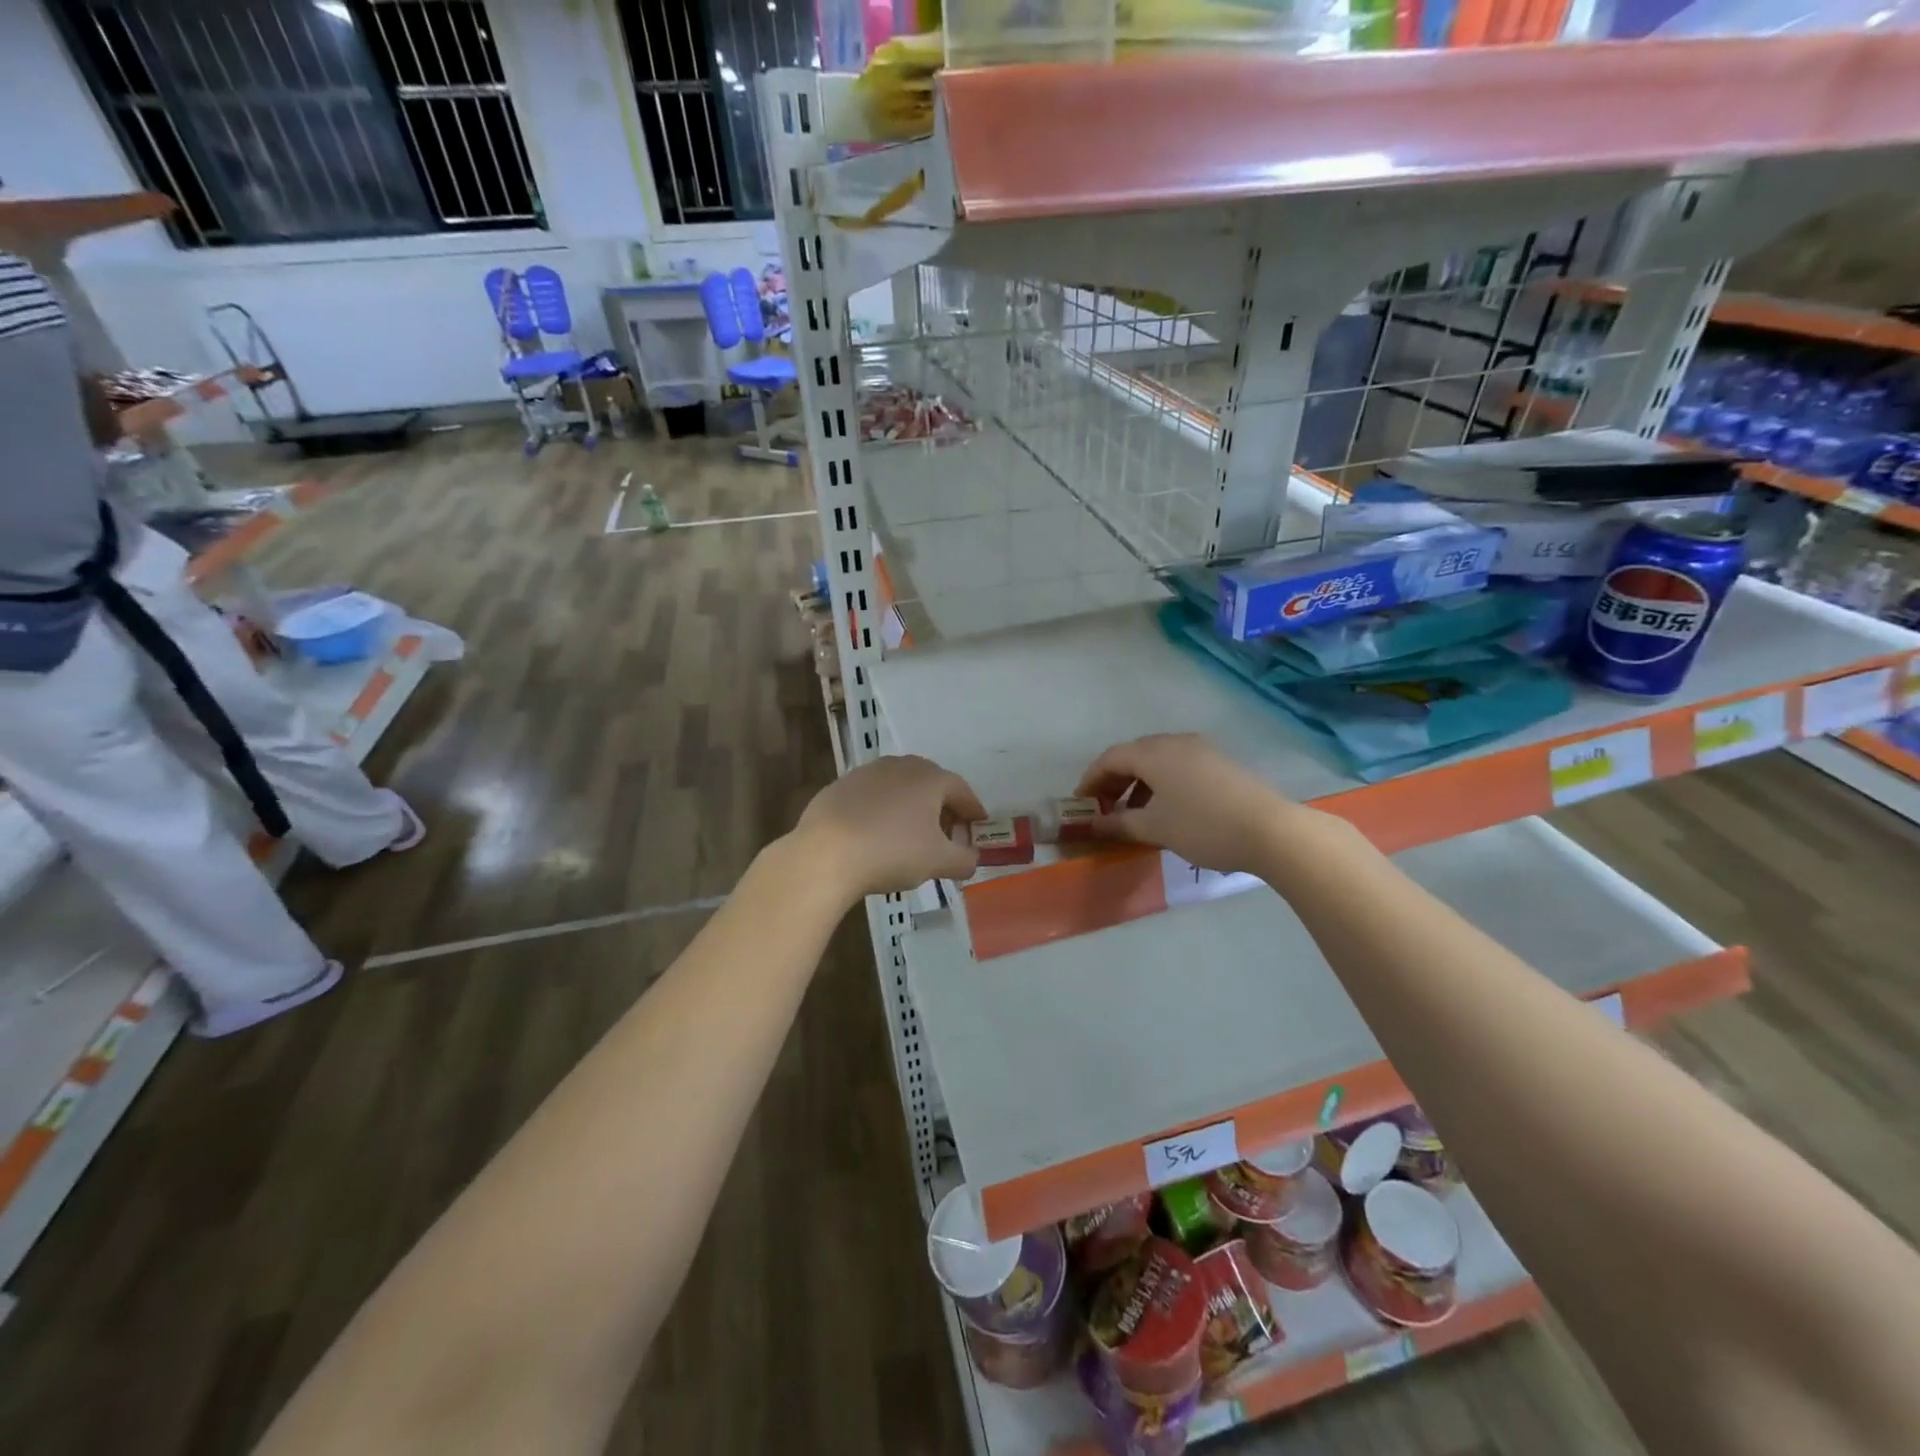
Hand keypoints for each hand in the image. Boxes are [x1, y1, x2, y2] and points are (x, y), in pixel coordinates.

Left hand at [792, 755, 985, 900]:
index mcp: (929, 778)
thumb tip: (971, 858)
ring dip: (910, 808)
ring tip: (911, 835)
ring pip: (899, 788)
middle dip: (942, 808)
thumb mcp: (938, 862)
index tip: (978, 825)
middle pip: (930, 784)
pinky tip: (876, 835)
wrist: (825, 854)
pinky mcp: (839, 786)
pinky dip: (882, 812)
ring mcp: (866, 773)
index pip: (961, 790)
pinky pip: (871, 798)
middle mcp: (900, 765)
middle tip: (947, 834)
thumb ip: (963, 859)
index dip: (972, 810)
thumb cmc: (892, 852)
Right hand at [1075, 733, 1295, 875]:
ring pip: (1158, 760)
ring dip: (1139, 783)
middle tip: (1104, 808)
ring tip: (1134, 814)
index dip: (1091, 780)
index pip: (1110, 758)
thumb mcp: (1156, 829)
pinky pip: (1179, 766)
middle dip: (1114, 780)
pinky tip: (1167, 810)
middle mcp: (1176, 742)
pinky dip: (1162, 783)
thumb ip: (1120, 824)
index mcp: (1154, 753)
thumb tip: (1096, 825)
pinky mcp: (1221, 763)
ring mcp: (1202, 750)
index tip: (1081, 804)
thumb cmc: (1204, 827)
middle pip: (1134, 755)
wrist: (1271, 830)